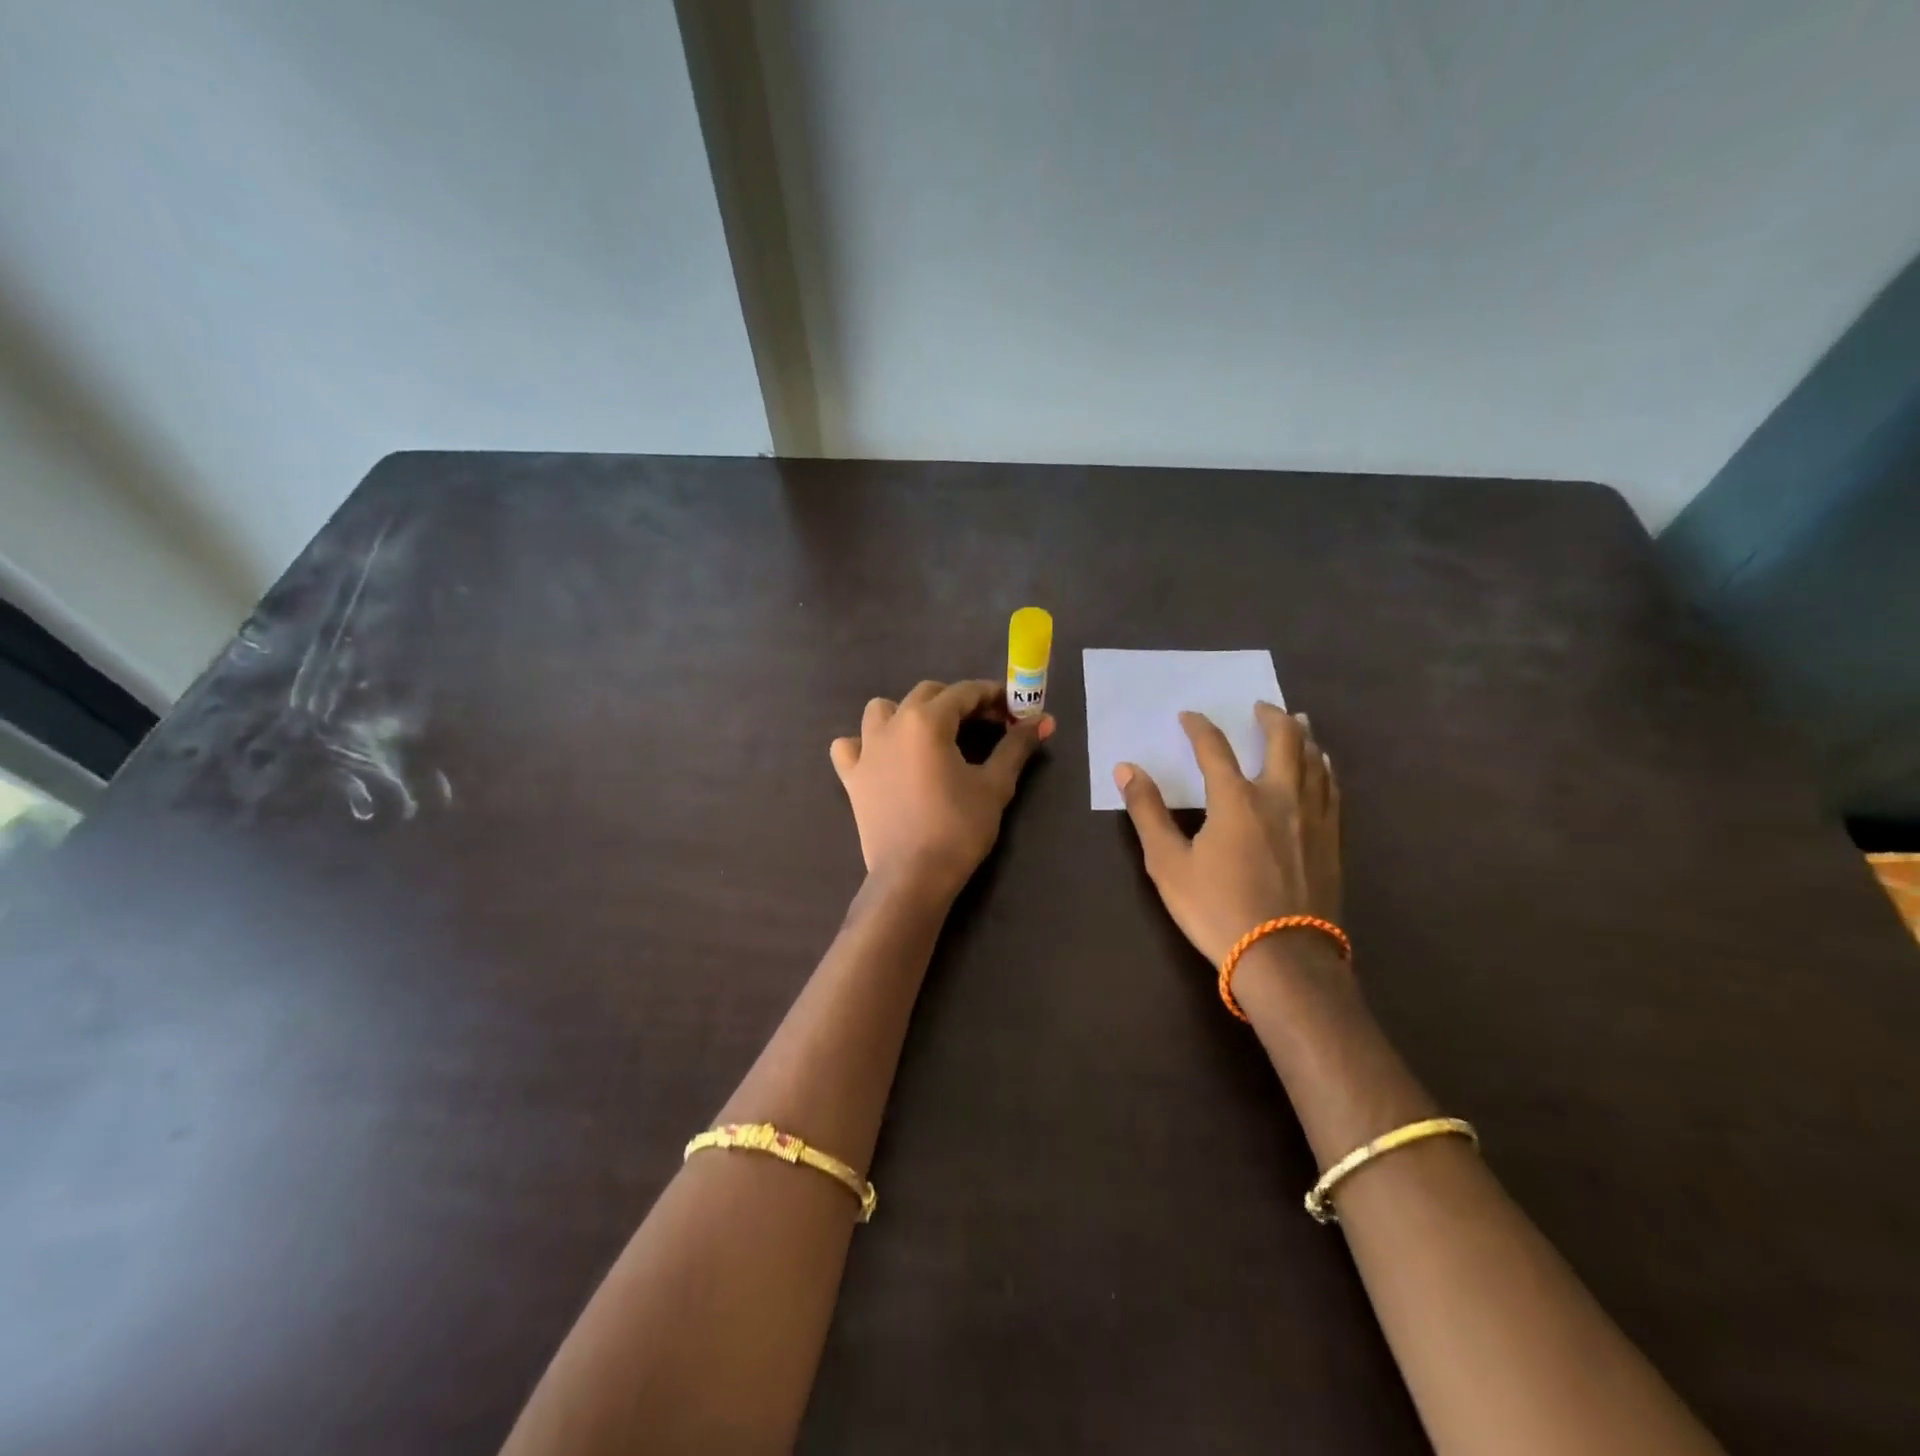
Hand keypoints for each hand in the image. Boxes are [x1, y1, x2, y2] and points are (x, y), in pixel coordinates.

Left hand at [831, 680, 1054, 897]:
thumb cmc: (959, 828)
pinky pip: (850, 746)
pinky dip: (865, 744)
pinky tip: (883, 758)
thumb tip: (1044, 720)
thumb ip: (1016, 746)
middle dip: (958, 702)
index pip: (964, 693)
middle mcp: (892, 724)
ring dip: (909, 713)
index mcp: (927, 720)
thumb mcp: (995, 785)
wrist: (913, 876)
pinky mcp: (851, 776)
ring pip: (882, 710)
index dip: (993, 697)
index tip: (1013, 710)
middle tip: (985, 725)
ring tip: (931, 736)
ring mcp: (866, 749)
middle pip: (927, 694)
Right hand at [1114, 703, 1340, 964]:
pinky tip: (1323, 768)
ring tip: (1298, 723)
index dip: (1199, 727)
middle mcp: (1280, 796)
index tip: (1189, 716)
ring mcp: (1312, 818)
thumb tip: (1126, 769)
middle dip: (1271, 717)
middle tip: (1261, 706)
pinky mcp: (1332, 840)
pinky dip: (1325, 768)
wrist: (1284, 959)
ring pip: (1315, 761)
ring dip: (1304, 736)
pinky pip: (1332, 790)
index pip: (1215, 747)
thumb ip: (1147, 812)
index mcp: (1236, 799)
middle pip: (1283, 740)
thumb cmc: (1218, 910)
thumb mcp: (1168, 864)